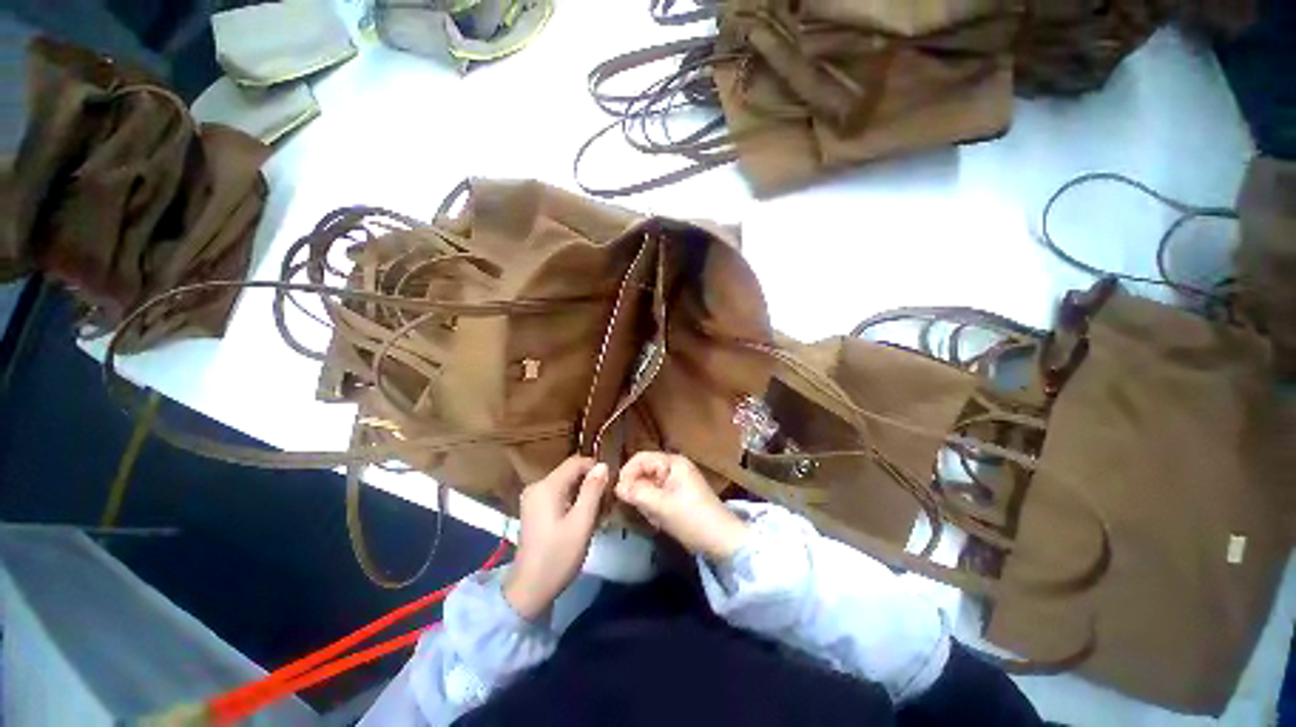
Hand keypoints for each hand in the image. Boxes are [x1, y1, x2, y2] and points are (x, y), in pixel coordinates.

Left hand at [504, 457, 608, 619]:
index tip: (611, 484)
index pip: (576, 462)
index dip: (595, 468)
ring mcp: (533, 498)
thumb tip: (602, 465)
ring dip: (583, 493)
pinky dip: (573, 501)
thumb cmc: (558, 556)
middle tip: (607, 502)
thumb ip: (592, 491)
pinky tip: (583, 518)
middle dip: (590, 483)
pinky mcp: (534, 509)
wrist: (529, 590)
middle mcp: (537, 486)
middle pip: (570, 472)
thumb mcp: (581, 523)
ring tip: (598, 512)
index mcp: (547, 486)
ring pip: (566, 484)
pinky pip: (558, 495)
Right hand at [615, 452, 748, 560]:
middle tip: (640, 510)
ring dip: (646, 502)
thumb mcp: (661, 506)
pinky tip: (660, 521)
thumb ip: (637, 493)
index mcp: (673, 462)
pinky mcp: (678, 496)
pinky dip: (654, 508)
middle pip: (643, 472)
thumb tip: (616, 487)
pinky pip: (656, 496)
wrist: (722, 541)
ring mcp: (676, 482)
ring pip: (648, 486)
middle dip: (638, 491)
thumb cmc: (692, 519)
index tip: (619, 494)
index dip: (627, 473)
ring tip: (654, 518)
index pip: (640, 459)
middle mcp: (674, 467)